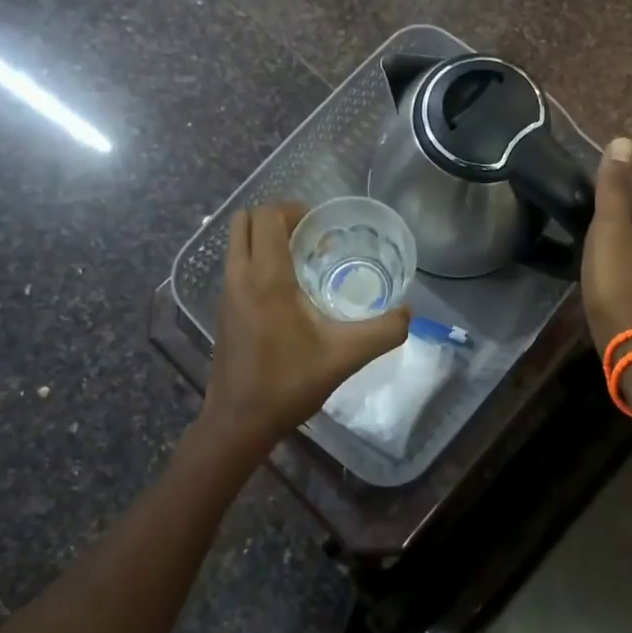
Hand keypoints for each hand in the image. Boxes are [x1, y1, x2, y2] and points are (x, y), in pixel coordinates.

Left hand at [203, 202, 409, 453]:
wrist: (238, 422)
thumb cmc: (288, 383)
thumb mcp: (345, 356)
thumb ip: (383, 331)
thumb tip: (409, 312)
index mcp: (266, 278)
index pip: (267, 216)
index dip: (293, 210)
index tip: (321, 227)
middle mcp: (239, 276)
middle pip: (245, 219)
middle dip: (277, 217)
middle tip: (309, 237)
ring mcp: (225, 293)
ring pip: (237, 242)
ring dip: (265, 238)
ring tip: (301, 261)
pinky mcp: (222, 310)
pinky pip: (236, 265)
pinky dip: (257, 260)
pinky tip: (287, 292)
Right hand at [581, 137, 631, 355]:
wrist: (630, 339)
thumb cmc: (617, 278)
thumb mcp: (609, 227)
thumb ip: (615, 188)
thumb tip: (624, 142)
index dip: (629, 186)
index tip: (603, 183)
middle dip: (626, 210)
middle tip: (593, 207)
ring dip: (623, 236)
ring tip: (594, 234)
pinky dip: (621, 258)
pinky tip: (603, 265)